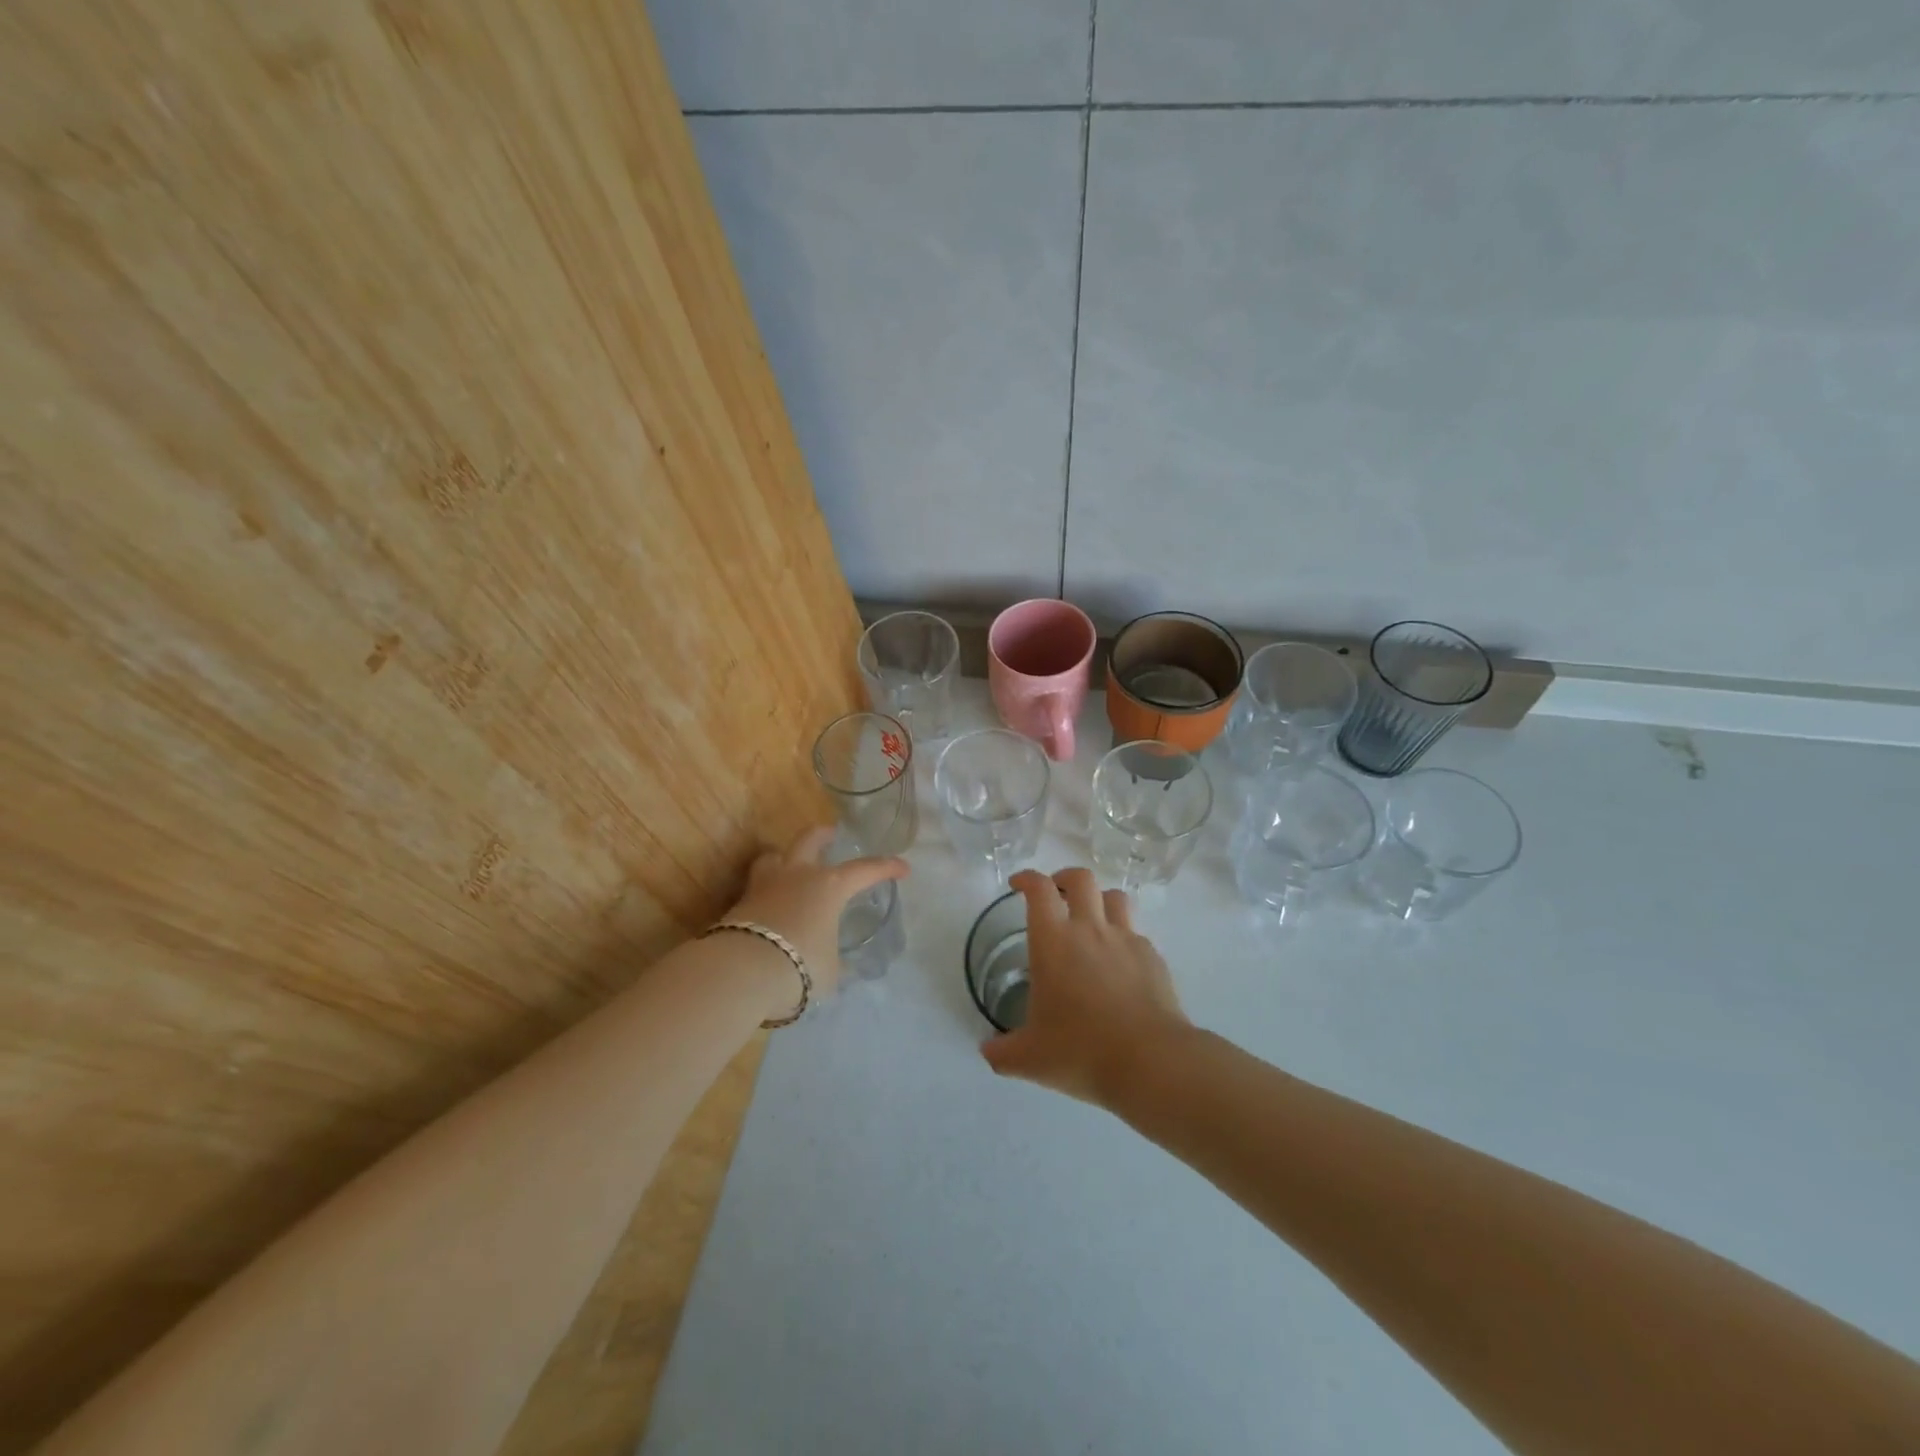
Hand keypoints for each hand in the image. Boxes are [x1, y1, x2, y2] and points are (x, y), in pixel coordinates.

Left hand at [724, 826, 908, 1003]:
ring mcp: (764, 885)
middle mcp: (797, 875)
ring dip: (785, 857)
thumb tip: (831, 962)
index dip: (886, 868)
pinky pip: (757, 887)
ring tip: (790, 866)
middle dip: (823, 835)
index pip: (865, 870)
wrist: (741, 972)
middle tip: (832, 835)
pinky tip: (770, 905)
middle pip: (810, 839)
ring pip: (774, 856)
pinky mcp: (739, 903)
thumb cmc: (799, 965)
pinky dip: (767, 892)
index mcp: (829, 886)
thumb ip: (832, 959)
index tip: (903, 868)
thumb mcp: (829, 969)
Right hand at [980, 868, 1190, 1105]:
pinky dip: (1124, 938)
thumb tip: (987, 1051)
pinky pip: (1136, 934)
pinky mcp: (1153, 958)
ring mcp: (1126, 940)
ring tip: (1091, 919)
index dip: (1027, 878)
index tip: (1018, 884)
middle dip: (1064, 878)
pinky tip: (1120, 964)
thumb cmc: (1080, 1050)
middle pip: (1080, 879)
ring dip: (1099, 900)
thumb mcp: (1029, 1058)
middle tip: (1055, 895)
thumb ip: (1002, 1051)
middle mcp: (1090, 929)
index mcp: (1053, 941)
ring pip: (1115, 897)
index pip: (1039, 889)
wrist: (1150, 1061)